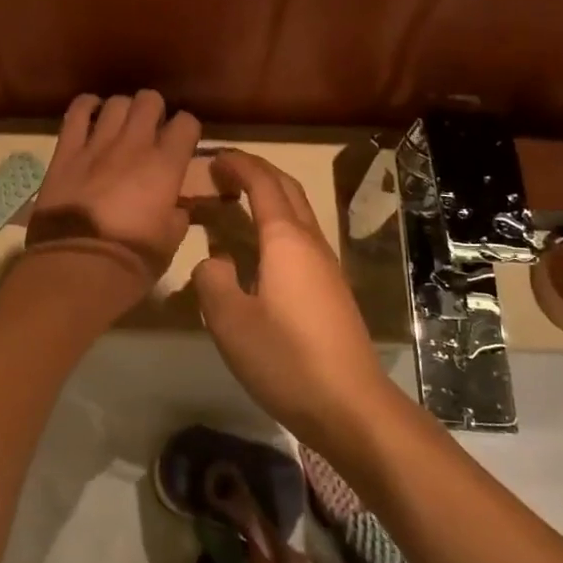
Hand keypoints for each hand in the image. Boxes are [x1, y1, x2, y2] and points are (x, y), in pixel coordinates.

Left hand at [23, 92, 200, 301]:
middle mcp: (134, 145)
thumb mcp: (170, 242)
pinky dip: (86, 107)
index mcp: (165, 166)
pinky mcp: (66, 151)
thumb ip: (177, 214)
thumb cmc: (131, 260)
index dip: (187, 130)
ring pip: (116, 103)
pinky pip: (76, 112)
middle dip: (155, 111)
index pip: (187, 123)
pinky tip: (91, 114)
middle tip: (152, 130)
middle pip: (150, 100)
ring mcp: (97, 144)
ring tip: (122, 126)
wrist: (77, 267)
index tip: (183, 143)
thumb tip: (174, 205)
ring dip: (123, 110)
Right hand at [192, 151, 392, 446]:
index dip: (238, 164)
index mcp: (286, 240)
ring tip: (235, 203)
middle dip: (256, 172)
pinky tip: (257, 251)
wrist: (350, 405)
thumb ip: (212, 281)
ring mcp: (326, 266)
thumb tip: (213, 260)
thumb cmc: (286, 359)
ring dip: (268, 197)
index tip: (212, 157)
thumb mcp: (230, 321)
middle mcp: (311, 243)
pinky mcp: (330, 290)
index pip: (263, 183)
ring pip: (297, 213)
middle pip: (287, 189)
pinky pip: (300, 239)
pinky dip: (275, 225)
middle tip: (222, 172)